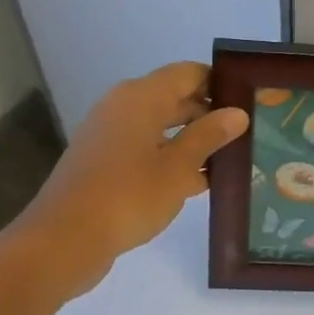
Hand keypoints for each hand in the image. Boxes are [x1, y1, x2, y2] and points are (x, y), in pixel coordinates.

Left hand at [13, 62, 247, 277]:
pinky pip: (146, 149)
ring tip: (231, 158)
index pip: (188, 73)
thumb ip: (209, 136)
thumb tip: (237, 113)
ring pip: (162, 127)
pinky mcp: (104, 163)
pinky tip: (200, 182)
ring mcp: (110, 136)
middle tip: (248, 131)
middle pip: (175, 98)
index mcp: (141, 97)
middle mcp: (123, 107)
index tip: (249, 101)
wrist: (64, 241)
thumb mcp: (179, 167)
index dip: (219, 83)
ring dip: (193, 140)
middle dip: (210, 114)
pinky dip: (171, 159)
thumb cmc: (128, 195)